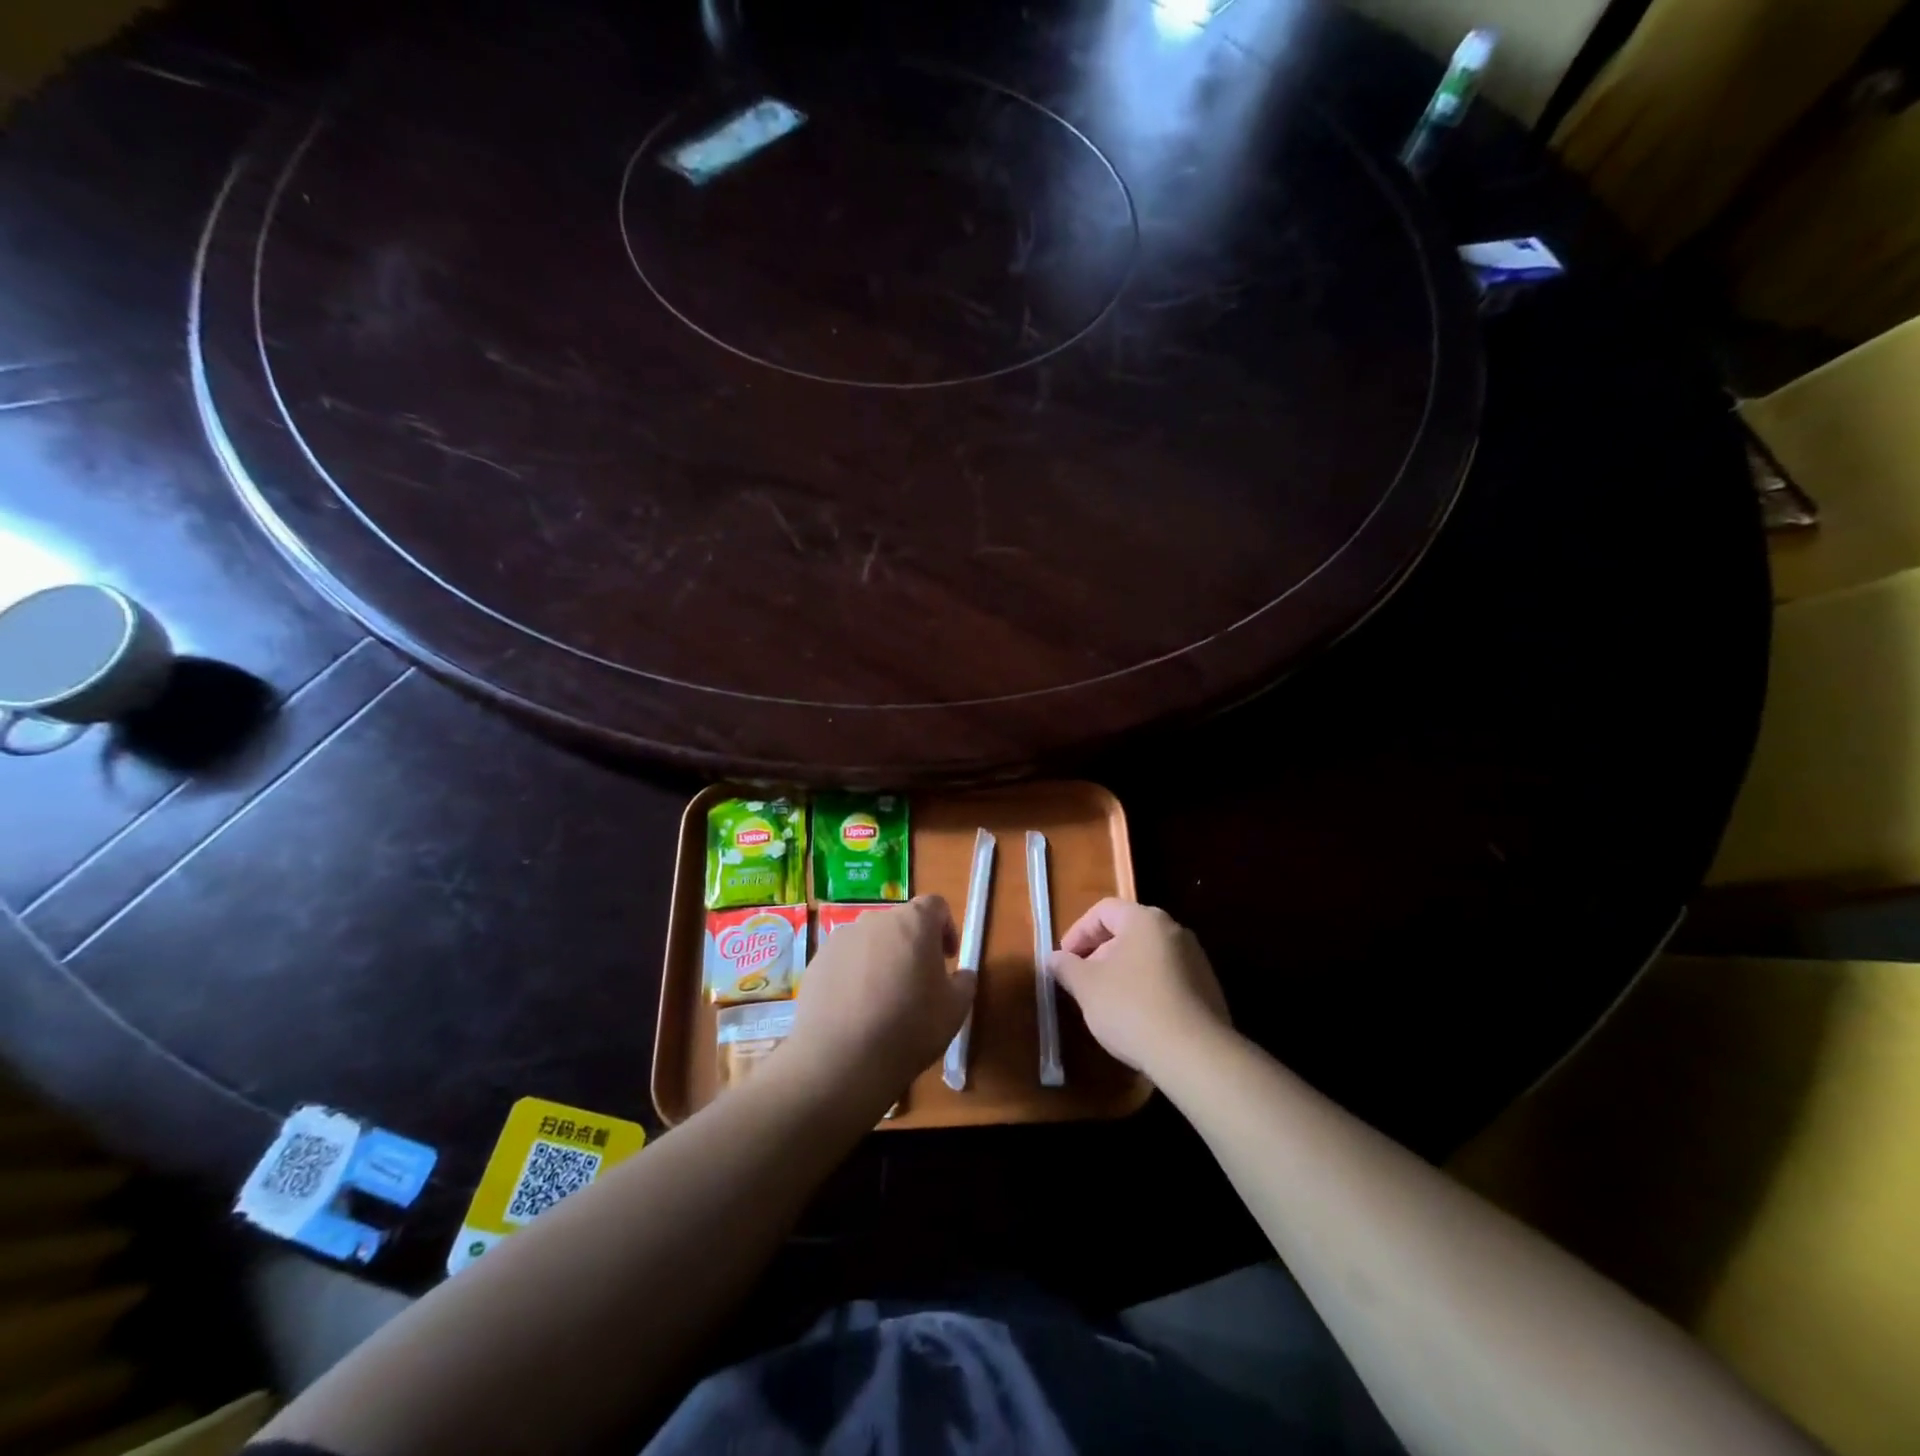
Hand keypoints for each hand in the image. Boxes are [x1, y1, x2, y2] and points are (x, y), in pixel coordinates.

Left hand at [779, 896, 973, 1111]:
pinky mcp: (817, 962)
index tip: (947, 959)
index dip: (945, 928)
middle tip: (917, 983)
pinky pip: (844, 961)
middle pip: (900, 923)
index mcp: (913, 922)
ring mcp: (841, 939)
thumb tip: (961, 974)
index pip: (935, 906)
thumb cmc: (909, 1028)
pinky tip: (855, 1012)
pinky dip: (854, 976)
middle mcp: (875, 920)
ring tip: (883, 1001)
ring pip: (870, 942)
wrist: (841, 1060)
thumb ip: (964, 982)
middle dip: (912, 946)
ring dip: (881, 960)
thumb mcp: (955, 1010)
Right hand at [1050, 899, 1230, 1076]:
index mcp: (1145, 920)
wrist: (1195, 1056)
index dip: (1078, 932)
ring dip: (1123, 971)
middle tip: (1083, 981)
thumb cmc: (1132, 1008)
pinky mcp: (1208, 989)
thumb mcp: (1087, 987)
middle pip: (1127, 931)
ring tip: (1107, 1002)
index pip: (1103, 910)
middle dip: (1099, 953)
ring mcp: (1196, 960)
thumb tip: (1054, 958)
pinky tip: (1137, 1018)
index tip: (1064, 960)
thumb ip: (1066, 967)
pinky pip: (1168, 978)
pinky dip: (1146, 988)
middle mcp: (1174, 930)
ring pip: (1148, 956)